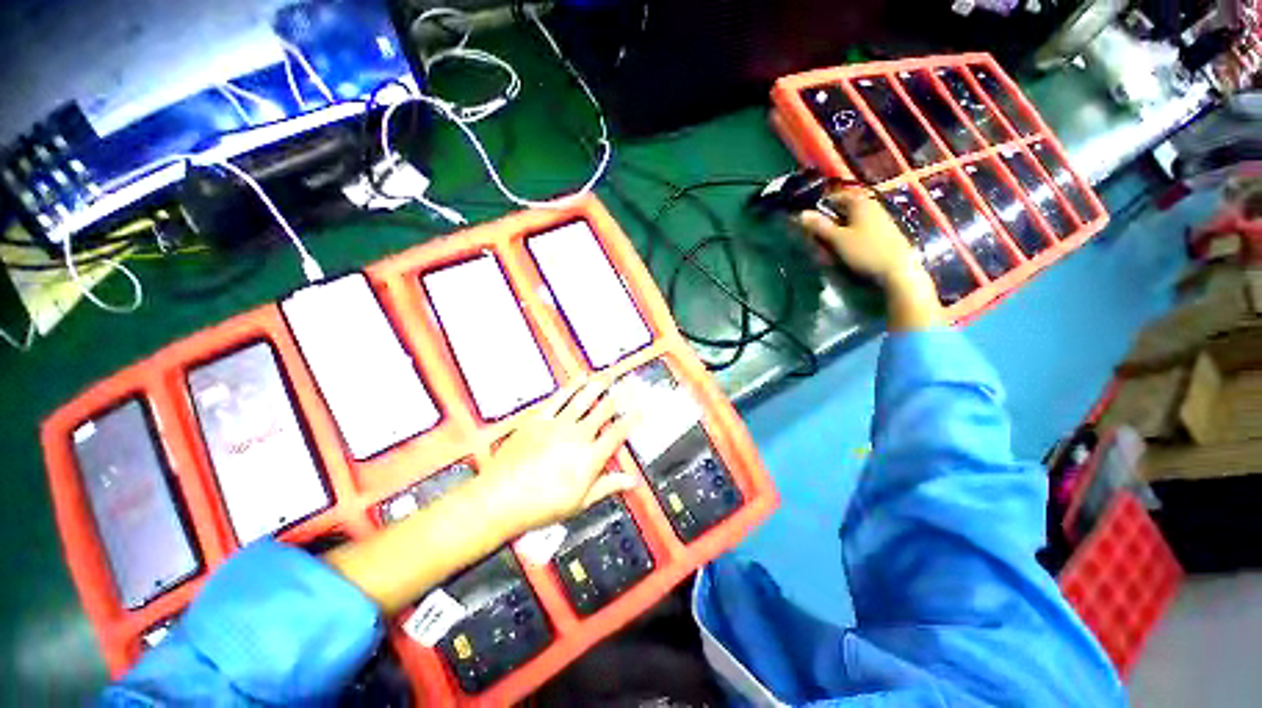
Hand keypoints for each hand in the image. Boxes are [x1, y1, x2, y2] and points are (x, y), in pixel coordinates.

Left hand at [478, 379, 639, 534]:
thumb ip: (607, 486)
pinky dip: (572, 386)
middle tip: (629, 385)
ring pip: (584, 399)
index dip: (631, 420)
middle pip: (604, 411)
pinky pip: (559, 398)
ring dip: (599, 385)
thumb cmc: (539, 505)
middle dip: (620, 396)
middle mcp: (577, 436)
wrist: (500, 499)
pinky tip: (580, 378)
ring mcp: (557, 425)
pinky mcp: (539, 419)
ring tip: (609, 375)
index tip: (640, 410)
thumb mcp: (579, 502)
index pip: (617, 433)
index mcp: (589, 458)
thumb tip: (630, 482)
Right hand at [797, 188, 923, 285]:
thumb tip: (801, 214)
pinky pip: (862, 228)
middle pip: (844, 208)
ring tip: (831, 246)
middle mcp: (871, 204)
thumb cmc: (865, 251)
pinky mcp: (885, 231)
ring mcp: (880, 218)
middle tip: (819, 237)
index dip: (821, 207)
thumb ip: (819, 226)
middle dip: (830, 220)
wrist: (898, 269)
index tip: (810, 221)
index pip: (835, 196)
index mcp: (859, 202)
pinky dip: (852, 235)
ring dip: (840, 230)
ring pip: (853, 219)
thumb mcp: (837, 239)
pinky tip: (849, 249)